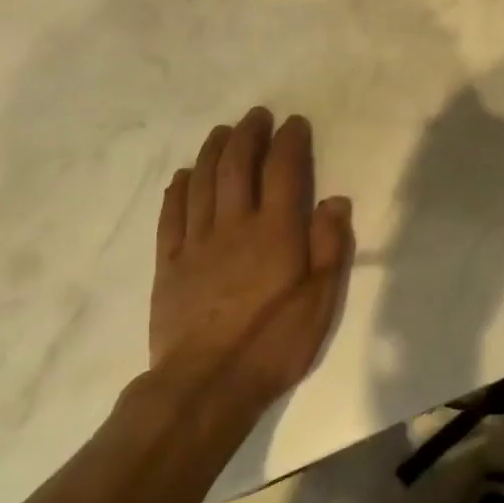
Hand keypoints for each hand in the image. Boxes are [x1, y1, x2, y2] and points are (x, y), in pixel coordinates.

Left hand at [149, 107, 352, 409]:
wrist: (205, 387)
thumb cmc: (273, 343)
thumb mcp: (321, 299)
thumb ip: (330, 246)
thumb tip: (334, 200)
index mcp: (275, 230)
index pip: (282, 170)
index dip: (288, 141)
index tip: (294, 123)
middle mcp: (234, 225)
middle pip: (237, 166)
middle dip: (248, 134)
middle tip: (256, 116)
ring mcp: (196, 243)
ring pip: (202, 183)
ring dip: (213, 151)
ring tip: (222, 131)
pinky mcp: (169, 265)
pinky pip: (171, 216)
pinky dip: (178, 189)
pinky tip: (183, 175)